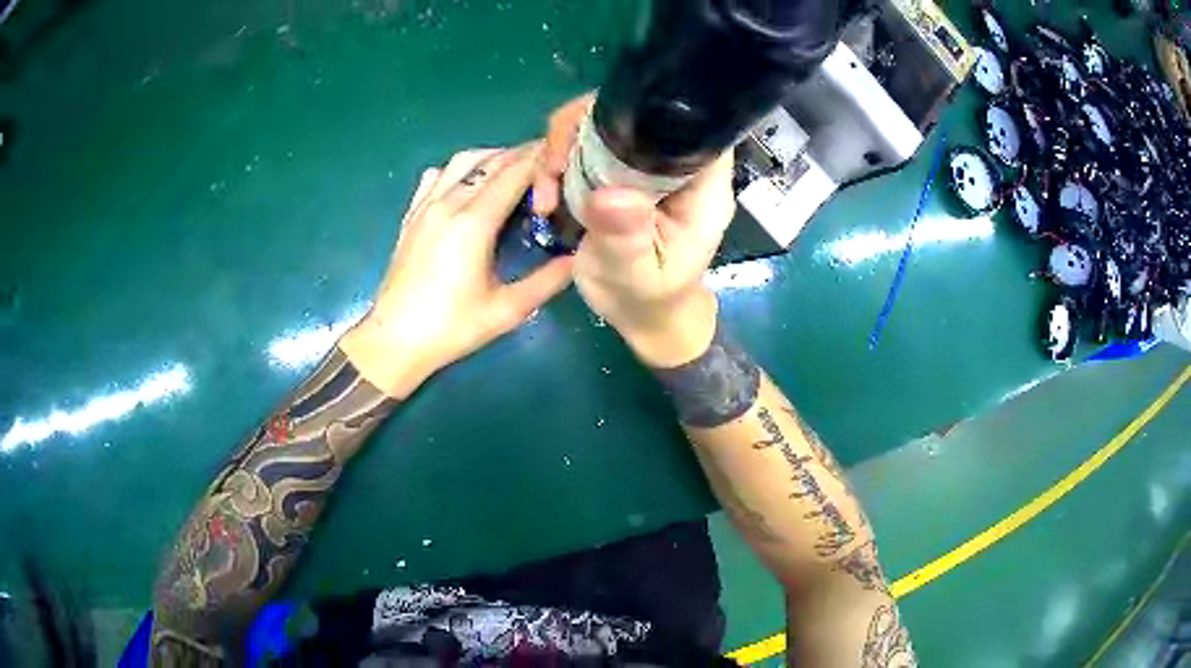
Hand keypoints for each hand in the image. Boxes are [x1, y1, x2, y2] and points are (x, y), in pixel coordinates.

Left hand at [341, 144, 573, 397]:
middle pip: (490, 160)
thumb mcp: (507, 310)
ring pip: (463, 161)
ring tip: (514, 170)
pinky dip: (461, 170)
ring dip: (492, 157)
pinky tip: (470, 185)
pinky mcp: (411, 215)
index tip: (565, 158)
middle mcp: (448, 202)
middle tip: (550, 163)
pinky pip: (437, 175)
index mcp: (473, 222)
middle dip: (523, 155)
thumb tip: (578, 258)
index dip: (542, 160)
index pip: (514, 172)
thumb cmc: (451, 327)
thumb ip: (547, 281)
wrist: (395, 340)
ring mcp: (425, 206)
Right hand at [533, 95, 736, 366]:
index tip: (598, 132)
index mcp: (700, 186)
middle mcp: (675, 165)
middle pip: (635, 113)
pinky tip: (545, 195)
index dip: (646, 112)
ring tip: (545, 192)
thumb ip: (627, 236)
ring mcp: (643, 165)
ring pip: (602, 124)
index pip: (687, 125)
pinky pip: (584, 147)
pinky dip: (557, 162)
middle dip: (585, 128)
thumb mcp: (636, 274)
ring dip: (563, 148)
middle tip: (554, 168)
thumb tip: (609, 194)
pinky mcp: (617, 172)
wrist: (640, 314)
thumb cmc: (648, 299)